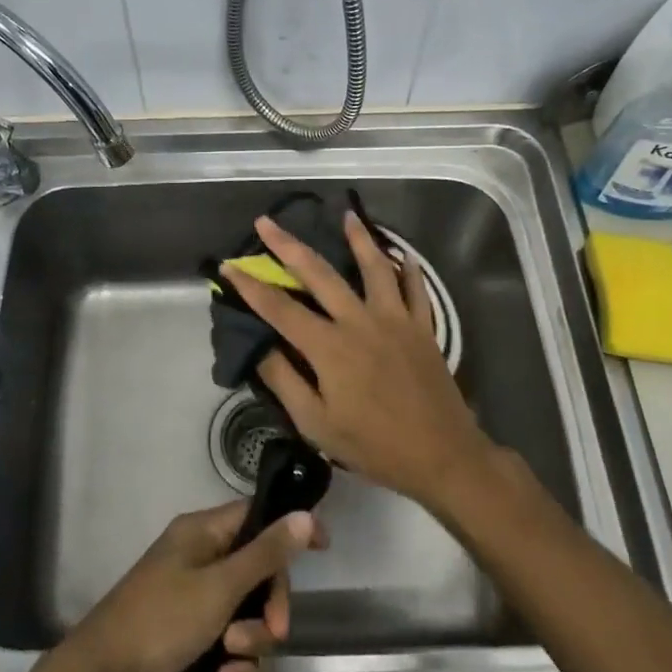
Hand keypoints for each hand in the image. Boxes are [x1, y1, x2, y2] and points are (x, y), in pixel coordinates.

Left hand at [56, 500, 325, 671]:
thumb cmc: (161, 619)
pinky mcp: (196, 645)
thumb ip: (266, 553)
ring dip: (251, 643)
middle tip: (274, 631)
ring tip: (229, 660)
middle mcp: (203, 562)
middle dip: (270, 607)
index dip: (290, 528)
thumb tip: (305, 514)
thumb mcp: (219, 586)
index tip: (325, 547)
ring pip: (252, 617)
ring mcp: (199, 605)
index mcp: (203, 533)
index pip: (257, 515)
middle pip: (261, 573)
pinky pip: (234, 650)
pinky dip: (235, 668)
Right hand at [224, 212, 495, 509]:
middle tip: (267, 222)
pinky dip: (408, 269)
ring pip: (374, 268)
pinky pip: (415, 289)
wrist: (442, 456)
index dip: (251, 286)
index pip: (280, 309)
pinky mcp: (422, 328)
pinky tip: (403, 254)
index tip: (229, 266)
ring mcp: (395, 321)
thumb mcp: (316, 424)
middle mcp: (360, 322)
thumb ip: (285, 381)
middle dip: (288, 246)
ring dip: (358, 239)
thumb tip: (260, 347)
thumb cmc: (374, 446)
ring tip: (347, 215)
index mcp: (329, 348)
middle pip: (319, 274)